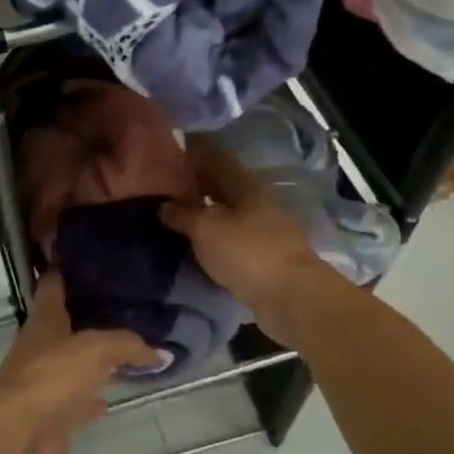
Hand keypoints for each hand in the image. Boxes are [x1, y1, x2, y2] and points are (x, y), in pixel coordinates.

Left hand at [0, 274, 158, 453]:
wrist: (19, 433)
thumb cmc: (52, 376)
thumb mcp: (96, 349)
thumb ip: (128, 345)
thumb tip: (161, 352)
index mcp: (44, 319)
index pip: (54, 285)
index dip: (68, 270)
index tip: (91, 261)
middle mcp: (41, 345)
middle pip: (66, 325)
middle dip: (90, 316)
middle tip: (125, 307)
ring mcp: (44, 380)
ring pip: (73, 363)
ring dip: (94, 360)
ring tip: (127, 350)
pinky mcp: (51, 413)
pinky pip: (77, 400)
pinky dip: (93, 398)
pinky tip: (110, 398)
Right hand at [159, 136, 359, 334]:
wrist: (291, 298)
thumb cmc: (246, 252)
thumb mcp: (204, 228)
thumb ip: (181, 213)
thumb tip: (163, 205)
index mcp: (245, 183)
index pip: (214, 158)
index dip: (190, 156)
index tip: (163, 159)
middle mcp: (257, 200)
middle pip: (221, 186)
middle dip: (194, 186)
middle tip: (161, 191)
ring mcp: (264, 229)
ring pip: (227, 213)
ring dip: (203, 214)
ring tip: (172, 218)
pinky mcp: (264, 256)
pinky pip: (232, 238)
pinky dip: (213, 238)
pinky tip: (194, 244)